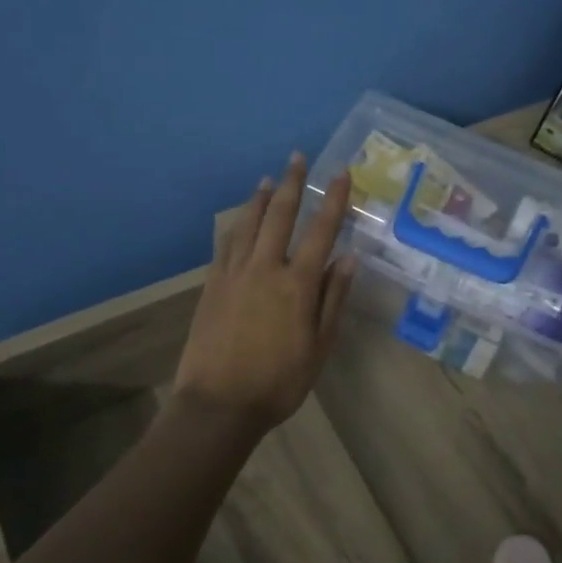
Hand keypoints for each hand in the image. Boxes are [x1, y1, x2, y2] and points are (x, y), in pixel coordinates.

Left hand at [173, 153, 355, 431]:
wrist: (218, 405)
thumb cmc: (279, 381)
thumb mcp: (319, 346)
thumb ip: (333, 298)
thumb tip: (349, 257)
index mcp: (297, 284)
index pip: (321, 231)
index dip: (332, 200)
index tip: (340, 173)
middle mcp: (266, 268)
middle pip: (280, 215)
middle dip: (291, 183)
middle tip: (297, 157)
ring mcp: (234, 274)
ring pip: (248, 224)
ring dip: (260, 198)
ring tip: (268, 179)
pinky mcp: (212, 285)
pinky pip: (226, 245)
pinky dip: (236, 225)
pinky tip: (239, 219)